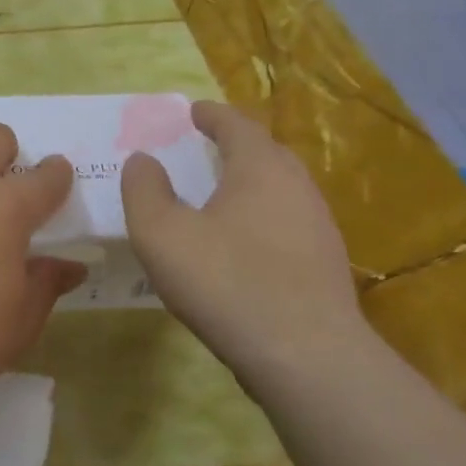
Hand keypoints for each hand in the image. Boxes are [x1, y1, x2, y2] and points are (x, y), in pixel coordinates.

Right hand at [121, 101, 365, 381]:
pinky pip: (286, 221)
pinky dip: (260, 215)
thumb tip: (142, 160)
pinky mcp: (323, 263)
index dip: (212, 115)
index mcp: (259, 168)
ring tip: (219, 193)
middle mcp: (296, 186)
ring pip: (279, 188)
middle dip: (235, 144)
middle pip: (265, 152)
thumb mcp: (161, 234)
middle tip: (205, 146)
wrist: (305, 355)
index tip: (192, 111)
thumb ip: (144, 190)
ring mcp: (317, 225)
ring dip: (249, 182)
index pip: (236, 125)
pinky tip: (241, 242)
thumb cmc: (226, 282)